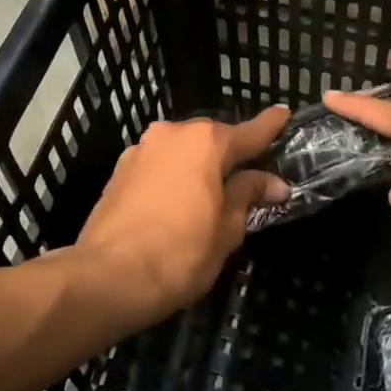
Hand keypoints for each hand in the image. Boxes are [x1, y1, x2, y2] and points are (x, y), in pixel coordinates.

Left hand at [74, 107, 290, 323]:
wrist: (106, 277)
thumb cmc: (180, 253)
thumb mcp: (227, 229)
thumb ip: (248, 196)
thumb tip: (273, 182)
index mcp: (206, 142)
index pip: (249, 132)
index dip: (270, 126)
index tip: (284, 113)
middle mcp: (172, 134)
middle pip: (212, 139)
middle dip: (230, 155)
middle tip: (248, 177)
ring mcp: (142, 150)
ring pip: (182, 152)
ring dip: (198, 166)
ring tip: (211, 194)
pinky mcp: (119, 170)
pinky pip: (159, 166)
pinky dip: (173, 177)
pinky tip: (177, 203)